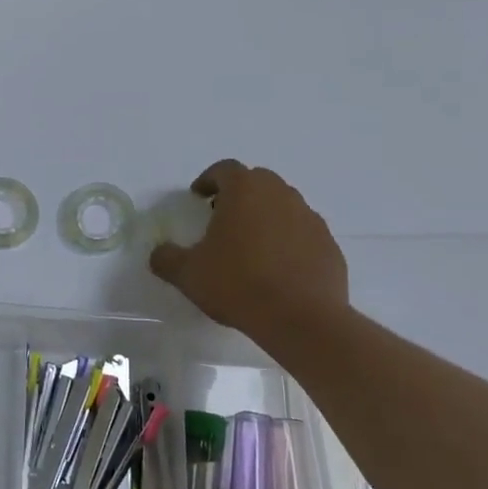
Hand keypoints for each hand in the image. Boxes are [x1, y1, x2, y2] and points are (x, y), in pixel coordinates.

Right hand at [147, 159, 349, 331]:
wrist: (301, 319)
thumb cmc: (238, 285)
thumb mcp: (188, 274)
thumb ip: (167, 258)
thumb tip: (158, 253)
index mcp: (245, 190)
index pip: (224, 169)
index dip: (208, 180)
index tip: (198, 197)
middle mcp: (280, 194)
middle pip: (257, 182)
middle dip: (239, 195)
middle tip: (222, 218)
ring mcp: (310, 218)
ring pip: (283, 206)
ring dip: (266, 217)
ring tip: (251, 246)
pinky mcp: (329, 245)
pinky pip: (303, 234)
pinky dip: (289, 241)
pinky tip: (278, 269)